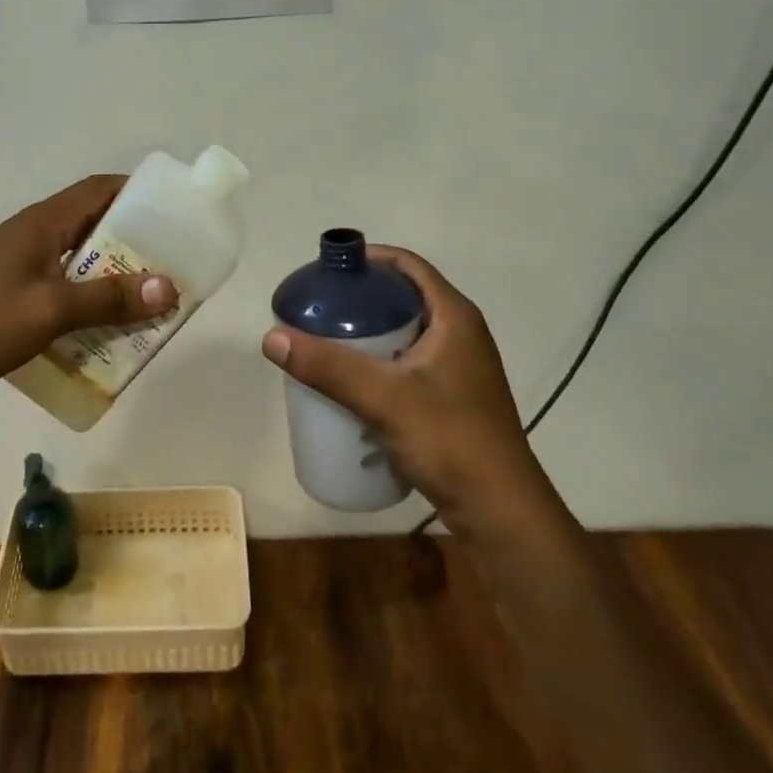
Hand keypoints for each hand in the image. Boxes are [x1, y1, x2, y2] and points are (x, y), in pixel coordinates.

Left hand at [0, 174, 175, 401]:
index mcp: (43, 223)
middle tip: (167, 269)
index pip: (99, 189)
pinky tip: (99, 330)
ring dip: (109, 277)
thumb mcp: (50, 310)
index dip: (138, 194)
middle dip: (133, 245)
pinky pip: (60, 286)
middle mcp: (33, 234)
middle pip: (93, 225)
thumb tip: (168, 287)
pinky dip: (85, 300)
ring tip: (143, 303)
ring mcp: (18, 263)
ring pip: (78, 260)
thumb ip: (108, 299)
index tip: (173, 215)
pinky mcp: (9, 292)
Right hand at [260, 246, 565, 540]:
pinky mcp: (451, 397)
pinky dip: (379, 362)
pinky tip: (351, 382)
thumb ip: (328, 367)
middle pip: (403, 297)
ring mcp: (458, 368)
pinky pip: (408, 363)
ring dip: (367, 333)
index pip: (408, 265)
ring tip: (326, 342)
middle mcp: (460, 334)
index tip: (328, 270)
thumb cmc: (451, 441)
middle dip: (360, 299)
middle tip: (318, 308)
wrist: (501, 513)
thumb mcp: (383, 398)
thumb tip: (271, 336)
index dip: (369, 259)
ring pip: (404, 333)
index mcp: (454, 317)